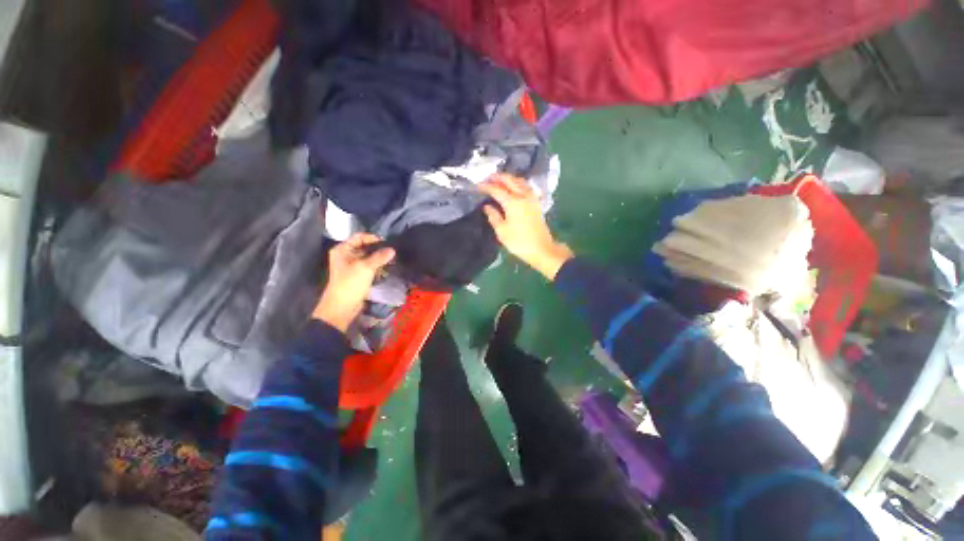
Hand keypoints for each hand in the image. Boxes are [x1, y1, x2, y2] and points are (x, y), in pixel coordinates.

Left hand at [313, 233, 394, 332]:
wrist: (342, 307)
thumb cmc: (350, 284)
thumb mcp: (365, 268)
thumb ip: (380, 257)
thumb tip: (392, 250)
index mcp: (343, 250)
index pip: (359, 237)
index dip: (373, 238)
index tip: (387, 242)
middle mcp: (346, 255)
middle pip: (365, 247)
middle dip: (378, 249)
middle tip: (393, 251)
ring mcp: (352, 266)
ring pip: (369, 257)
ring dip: (379, 258)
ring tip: (392, 259)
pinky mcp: (358, 275)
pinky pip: (369, 267)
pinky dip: (378, 266)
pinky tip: (387, 268)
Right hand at [479, 174, 572, 279]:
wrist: (541, 249)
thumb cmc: (519, 242)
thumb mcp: (502, 231)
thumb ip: (493, 216)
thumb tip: (487, 206)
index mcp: (512, 202)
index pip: (496, 189)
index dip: (486, 186)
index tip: (477, 186)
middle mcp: (523, 196)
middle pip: (509, 180)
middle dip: (497, 177)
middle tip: (487, 178)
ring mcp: (532, 198)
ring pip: (519, 181)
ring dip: (508, 178)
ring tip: (499, 180)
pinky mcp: (537, 202)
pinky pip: (526, 186)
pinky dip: (518, 183)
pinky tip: (514, 187)